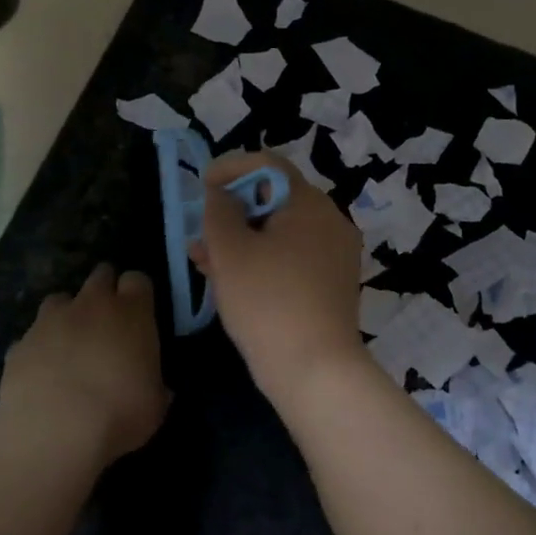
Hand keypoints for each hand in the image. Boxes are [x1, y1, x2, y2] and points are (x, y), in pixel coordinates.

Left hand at [0, 264, 168, 465]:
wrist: (54, 432)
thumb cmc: (120, 413)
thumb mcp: (155, 404)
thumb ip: (155, 384)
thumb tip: (155, 387)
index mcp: (132, 312)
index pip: (138, 280)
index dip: (138, 293)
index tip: (139, 312)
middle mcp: (91, 305)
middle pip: (100, 275)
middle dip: (105, 290)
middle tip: (108, 320)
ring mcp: (50, 321)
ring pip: (60, 299)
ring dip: (67, 314)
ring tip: (71, 343)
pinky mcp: (19, 344)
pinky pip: (31, 337)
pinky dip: (38, 348)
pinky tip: (42, 374)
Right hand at [193, 151, 368, 404]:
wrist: (316, 369)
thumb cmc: (267, 301)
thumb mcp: (230, 251)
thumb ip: (219, 211)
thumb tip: (221, 192)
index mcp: (310, 204)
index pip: (269, 165)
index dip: (231, 168)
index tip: (202, 185)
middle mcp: (331, 221)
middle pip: (274, 199)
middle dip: (232, 212)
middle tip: (199, 231)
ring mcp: (335, 254)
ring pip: (280, 233)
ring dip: (241, 240)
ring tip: (202, 260)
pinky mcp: (332, 284)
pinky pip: (293, 258)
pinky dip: (262, 261)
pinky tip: (230, 280)